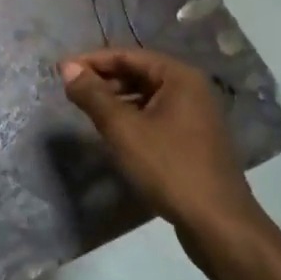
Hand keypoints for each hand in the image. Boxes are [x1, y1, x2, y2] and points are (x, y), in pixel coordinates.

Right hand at [60, 49, 258, 236]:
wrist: (218, 224)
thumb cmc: (169, 168)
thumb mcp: (123, 129)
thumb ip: (93, 95)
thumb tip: (67, 68)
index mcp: (179, 77)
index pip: (128, 56)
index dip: (92, 61)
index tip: (62, 71)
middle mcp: (191, 89)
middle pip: (138, 73)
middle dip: (104, 80)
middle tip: (71, 91)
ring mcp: (195, 115)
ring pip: (146, 96)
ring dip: (116, 100)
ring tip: (87, 111)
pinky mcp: (193, 139)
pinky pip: (155, 116)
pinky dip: (132, 117)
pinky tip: (114, 133)